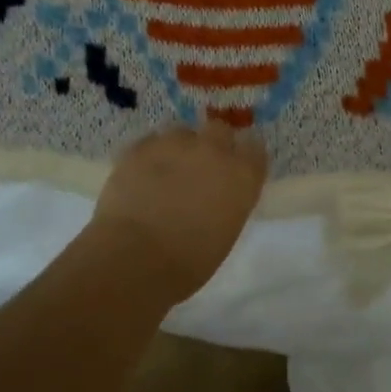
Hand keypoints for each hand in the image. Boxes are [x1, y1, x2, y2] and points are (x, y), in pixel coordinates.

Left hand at [91, 122, 268, 299]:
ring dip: (178, 149)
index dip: (243, 159)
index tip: (234, 172)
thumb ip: (229, 201)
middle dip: (212, 144)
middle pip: (219, 130)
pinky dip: (149, 157)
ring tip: (165, 174)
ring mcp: (174, 144)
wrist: (135, 260)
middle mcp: (213, 150)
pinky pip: (150, 143)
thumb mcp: (226, 231)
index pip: (255, 149)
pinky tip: (141, 177)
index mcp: (242, 174)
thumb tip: (218, 195)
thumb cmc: (189, 262)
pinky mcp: (140, 147)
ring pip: (181, 133)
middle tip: (199, 169)